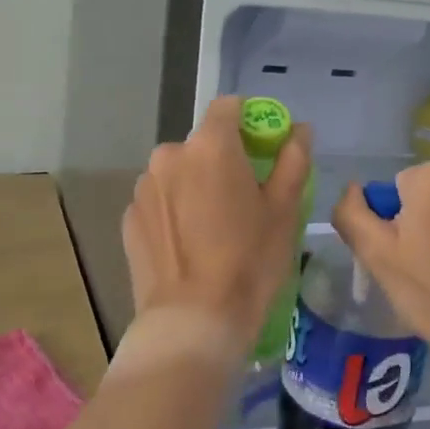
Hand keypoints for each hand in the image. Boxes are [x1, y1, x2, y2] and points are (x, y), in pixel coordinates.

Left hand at [121, 95, 312, 363]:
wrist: (193, 322)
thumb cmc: (249, 261)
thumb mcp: (284, 210)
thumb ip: (293, 159)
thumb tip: (299, 130)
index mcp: (210, 145)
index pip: (229, 107)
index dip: (250, 121)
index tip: (264, 150)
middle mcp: (170, 155)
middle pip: (203, 143)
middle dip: (223, 159)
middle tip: (244, 197)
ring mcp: (144, 187)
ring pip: (179, 172)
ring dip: (196, 184)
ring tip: (214, 227)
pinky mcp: (129, 218)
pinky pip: (160, 200)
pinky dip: (175, 210)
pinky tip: (190, 245)